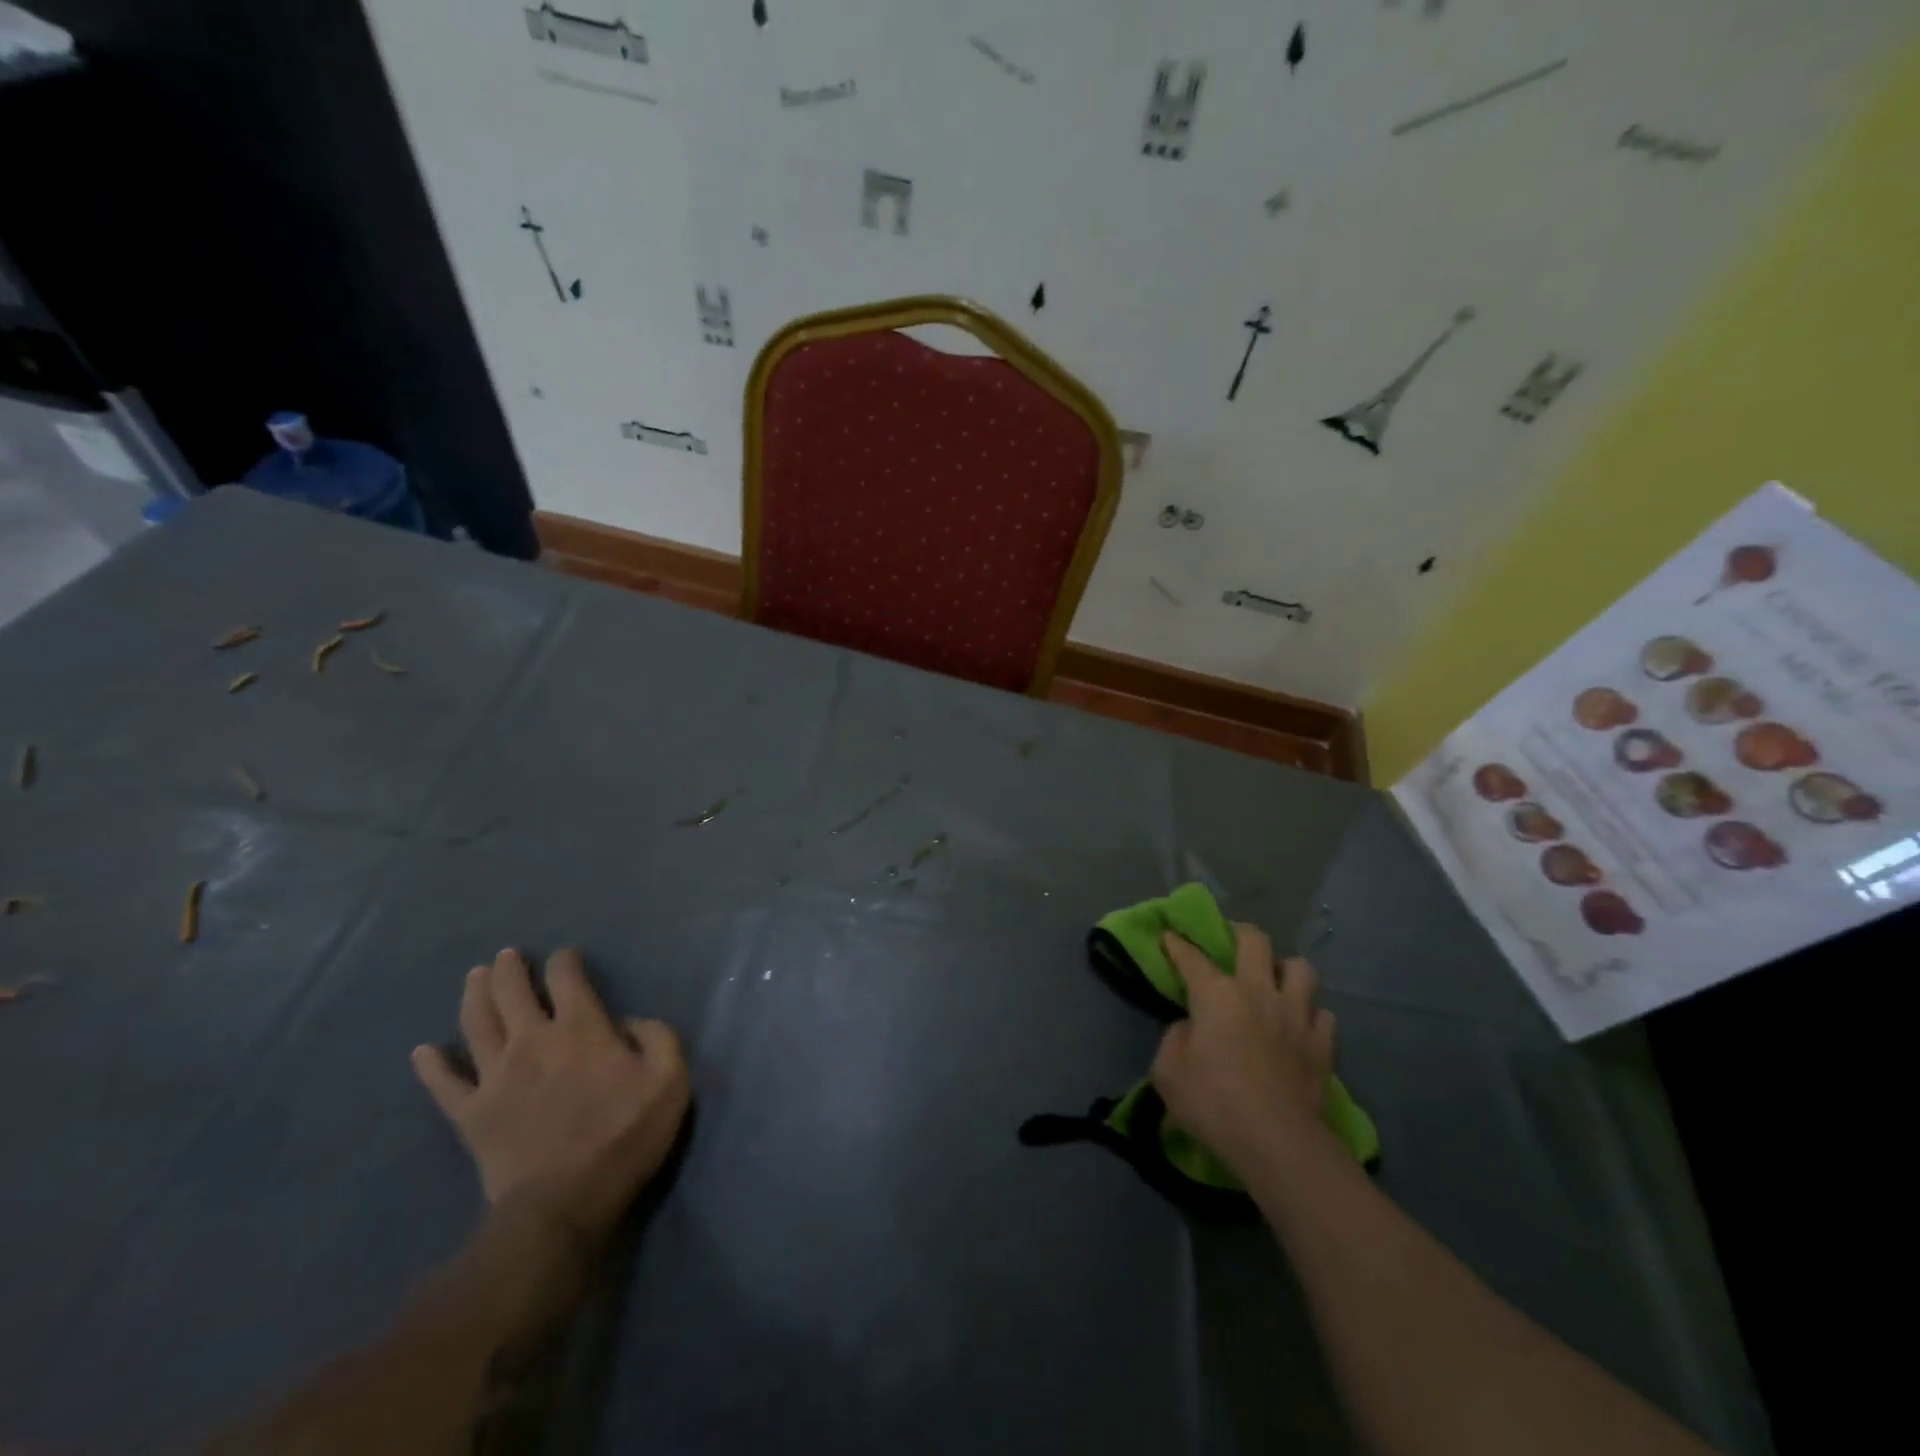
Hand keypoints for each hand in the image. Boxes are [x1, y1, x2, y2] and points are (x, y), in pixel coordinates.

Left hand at [411, 948, 689, 1244]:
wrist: (563, 1204)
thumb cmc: (624, 1136)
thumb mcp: (670, 1079)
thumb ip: (658, 1037)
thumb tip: (630, 1021)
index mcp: (581, 1028)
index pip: (566, 978)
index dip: (565, 961)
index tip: (566, 957)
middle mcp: (533, 1040)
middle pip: (512, 992)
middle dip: (510, 968)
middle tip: (507, 955)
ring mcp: (495, 1076)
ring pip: (476, 1023)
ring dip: (474, 995)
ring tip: (475, 977)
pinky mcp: (470, 1114)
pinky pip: (444, 1085)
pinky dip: (431, 1066)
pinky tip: (422, 1052)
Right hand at [1151, 923, 1334, 1173]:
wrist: (1277, 1142)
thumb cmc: (1213, 1103)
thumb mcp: (1167, 1072)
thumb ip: (1175, 1039)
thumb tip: (1190, 1028)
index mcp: (1216, 994)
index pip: (1191, 956)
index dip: (1177, 943)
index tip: (1169, 935)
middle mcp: (1258, 991)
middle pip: (1255, 941)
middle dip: (1239, 933)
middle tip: (1231, 942)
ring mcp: (1296, 1015)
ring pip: (1300, 968)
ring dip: (1285, 970)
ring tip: (1275, 982)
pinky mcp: (1323, 1043)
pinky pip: (1323, 1013)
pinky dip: (1310, 1014)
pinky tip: (1300, 1025)